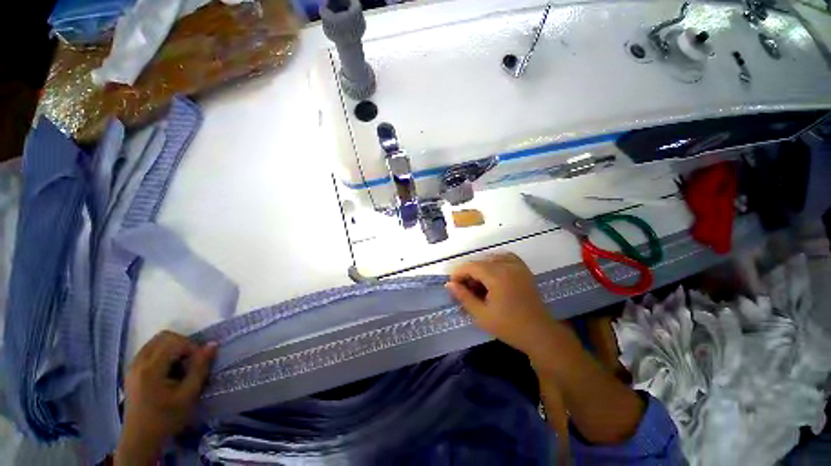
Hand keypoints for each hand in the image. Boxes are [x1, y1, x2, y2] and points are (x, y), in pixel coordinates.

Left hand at [115, 331, 216, 464]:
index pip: (175, 342)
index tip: (199, 363)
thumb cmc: (166, 418)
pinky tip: (169, 370)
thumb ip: (200, 368)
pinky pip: (149, 350)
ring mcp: (133, 366)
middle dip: (183, 343)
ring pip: (156, 342)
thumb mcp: (188, 395)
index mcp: (151, 368)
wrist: (140, 439)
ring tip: (181, 366)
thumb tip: (213, 344)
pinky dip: (163, 353)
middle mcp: (139, 362)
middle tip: (191, 361)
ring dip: (173, 347)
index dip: (192, 348)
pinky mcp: (132, 371)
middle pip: (164, 337)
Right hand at [446, 253, 555, 354]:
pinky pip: (505, 257)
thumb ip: (464, 297)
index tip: (452, 286)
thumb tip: (449, 284)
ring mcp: (517, 266)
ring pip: (491, 259)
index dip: (458, 273)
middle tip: (465, 289)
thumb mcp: (481, 314)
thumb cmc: (509, 327)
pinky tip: (492, 273)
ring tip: (478, 284)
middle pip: (480, 262)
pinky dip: (495, 262)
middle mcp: (507, 265)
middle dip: (468, 273)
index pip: (471, 266)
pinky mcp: (524, 269)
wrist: (540, 333)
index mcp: (497, 276)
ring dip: (480, 269)